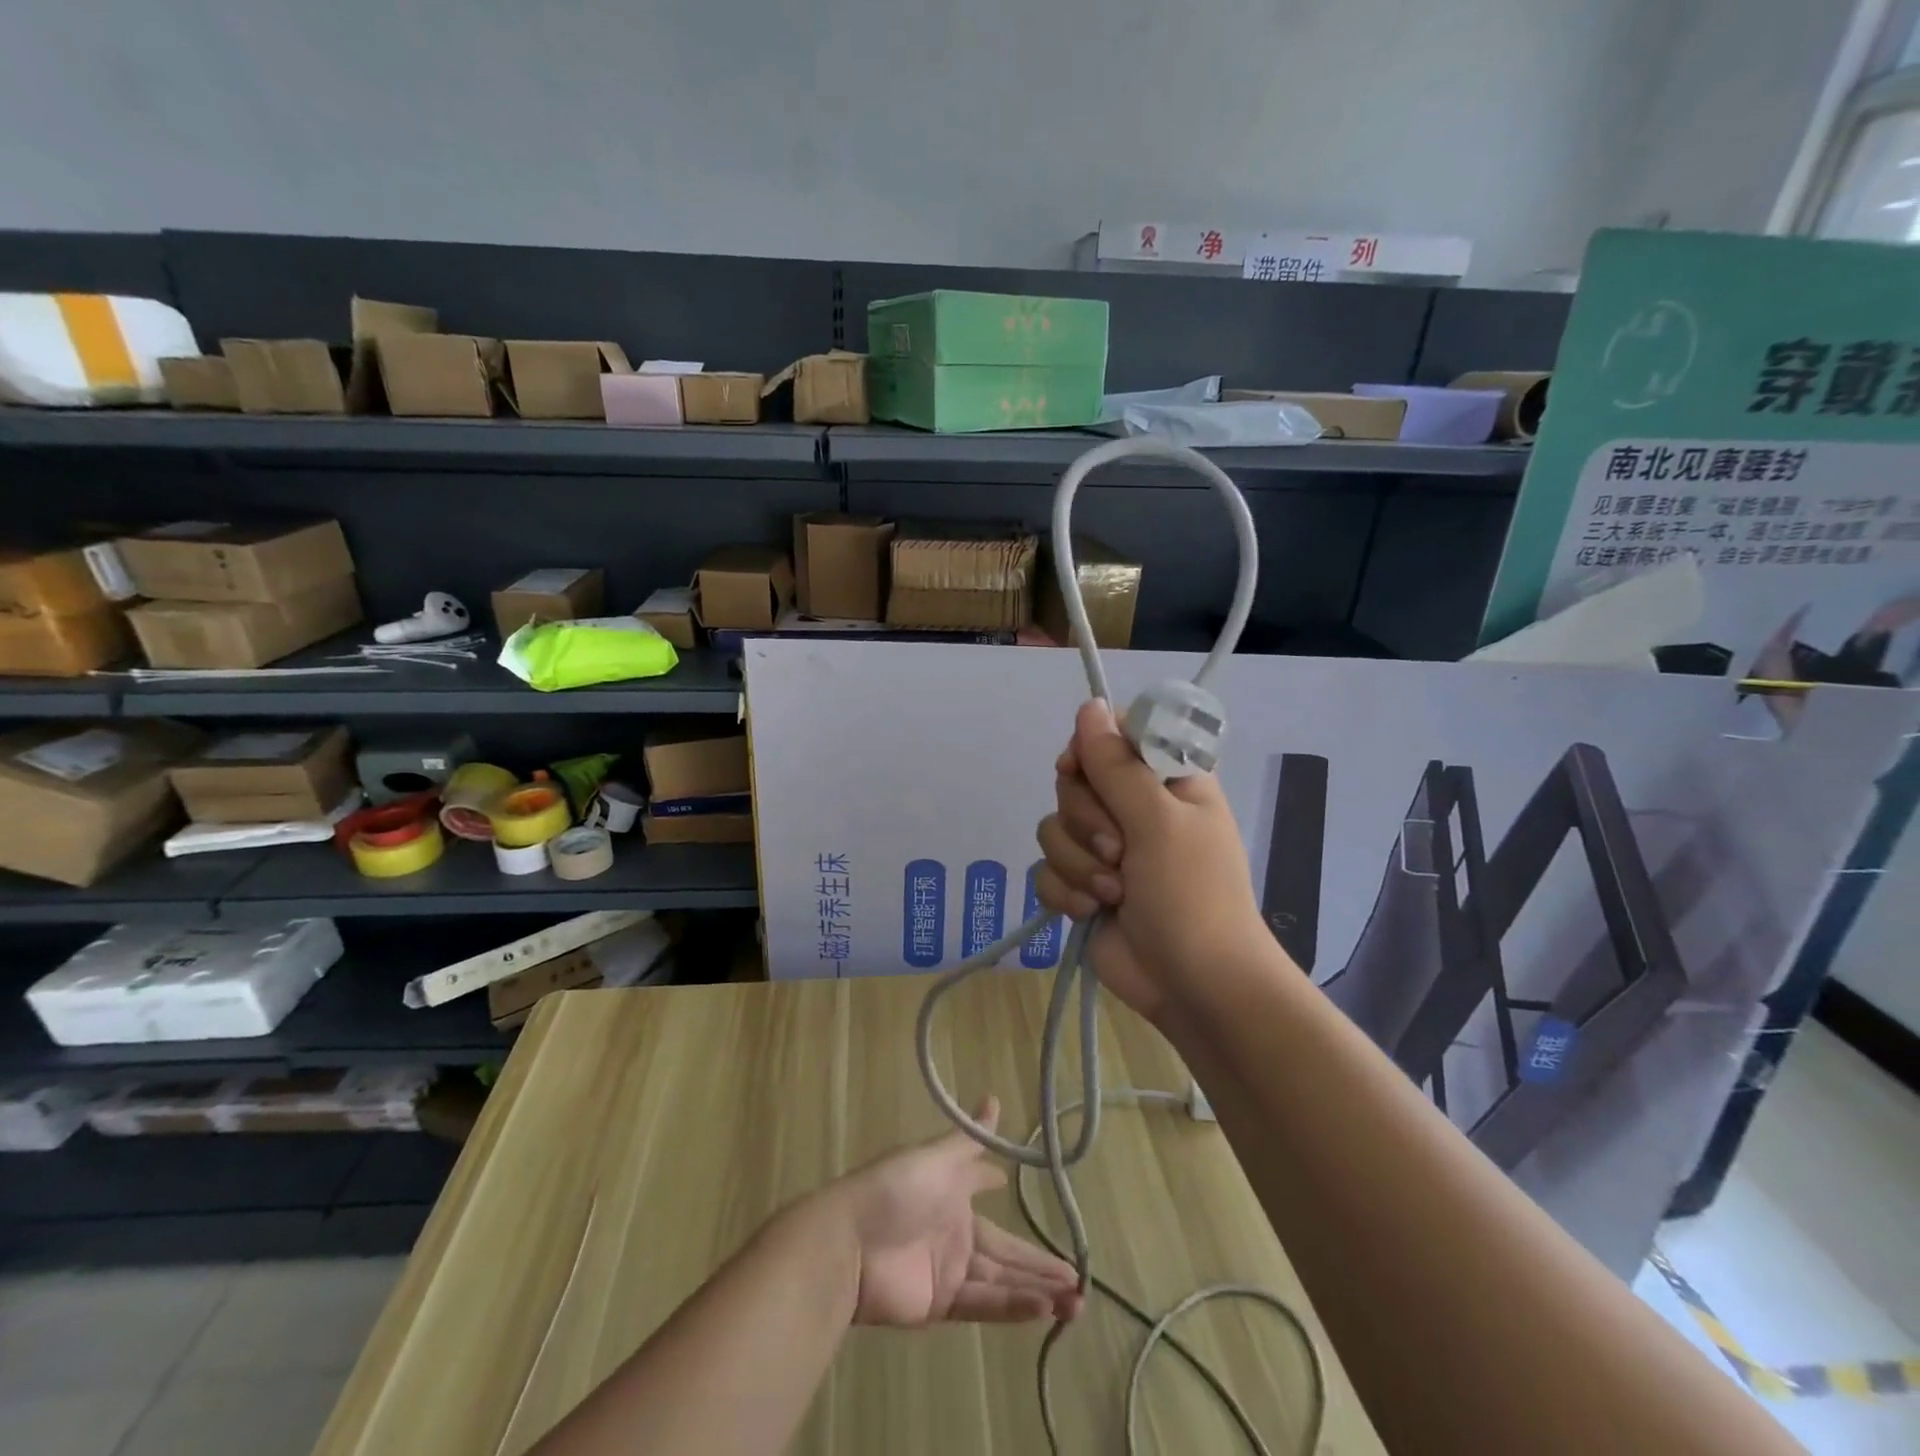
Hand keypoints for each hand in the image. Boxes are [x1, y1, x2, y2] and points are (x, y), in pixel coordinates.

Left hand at [825, 1098, 1081, 1328]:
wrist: (851, 1244)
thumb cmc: (895, 1189)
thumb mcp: (936, 1157)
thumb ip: (969, 1139)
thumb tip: (994, 1098)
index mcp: (950, 1190)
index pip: (980, 1187)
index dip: (993, 1185)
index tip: (1010, 1183)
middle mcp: (953, 1229)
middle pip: (1004, 1248)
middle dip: (1038, 1261)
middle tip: (1077, 1274)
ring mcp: (948, 1269)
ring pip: (1002, 1280)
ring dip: (1038, 1289)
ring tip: (1077, 1300)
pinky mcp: (942, 1304)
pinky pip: (985, 1304)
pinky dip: (1016, 1307)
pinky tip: (1047, 1310)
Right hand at [1034, 700, 1266, 1023]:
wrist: (1194, 986)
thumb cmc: (1192, 895)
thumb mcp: (1158, 822)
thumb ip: (1116, 764)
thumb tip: (1089, 705)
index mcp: (1166, 780)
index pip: (1114, 736)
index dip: (1090, 750)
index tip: (1080, 770)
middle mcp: (1134, 808)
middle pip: (1074, 782)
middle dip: (1087, 821)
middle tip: (1120, 850)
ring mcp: (1106, 849)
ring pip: (1054, 827)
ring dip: (1077, 863)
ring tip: (1112, 892)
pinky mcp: (1083, 885)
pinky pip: (1047, 868)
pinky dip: (1064, 892)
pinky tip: (1089, 911)